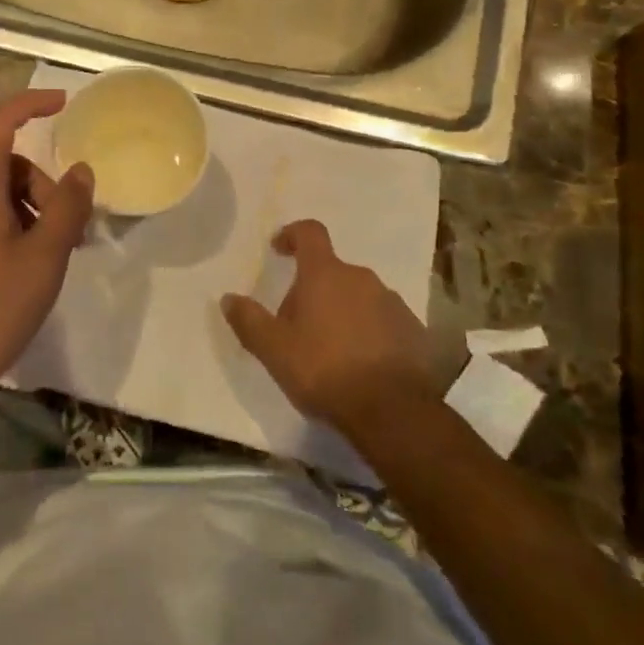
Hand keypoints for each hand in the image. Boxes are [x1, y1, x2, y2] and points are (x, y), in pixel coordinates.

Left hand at [0, 90, 94, 406]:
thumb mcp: (45, 257)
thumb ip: (68, 207)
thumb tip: (81, 171)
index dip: (30, 104)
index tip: (63, 104)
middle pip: (4, 165)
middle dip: (42, 186)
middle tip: (69, 231)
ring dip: (29, 210)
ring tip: (50, 256)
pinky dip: (9, 225)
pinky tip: (23, 266)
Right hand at [221, 219, 437, 437]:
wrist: (393, 412)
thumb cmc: (324, 370)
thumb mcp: (273, 349)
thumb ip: (248, 320)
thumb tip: (229, 298)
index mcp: (325, 274)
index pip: (310, 233)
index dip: (292, 235)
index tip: (279, 249)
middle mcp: (362, 278)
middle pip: (332, 271)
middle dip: (314, 289)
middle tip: (297, 323)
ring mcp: (392, 303)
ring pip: (359, 296)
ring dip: (343, 311)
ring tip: (331, 348)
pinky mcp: (414, 331)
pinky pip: (384, 320)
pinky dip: (369, 332)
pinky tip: (361, 363)